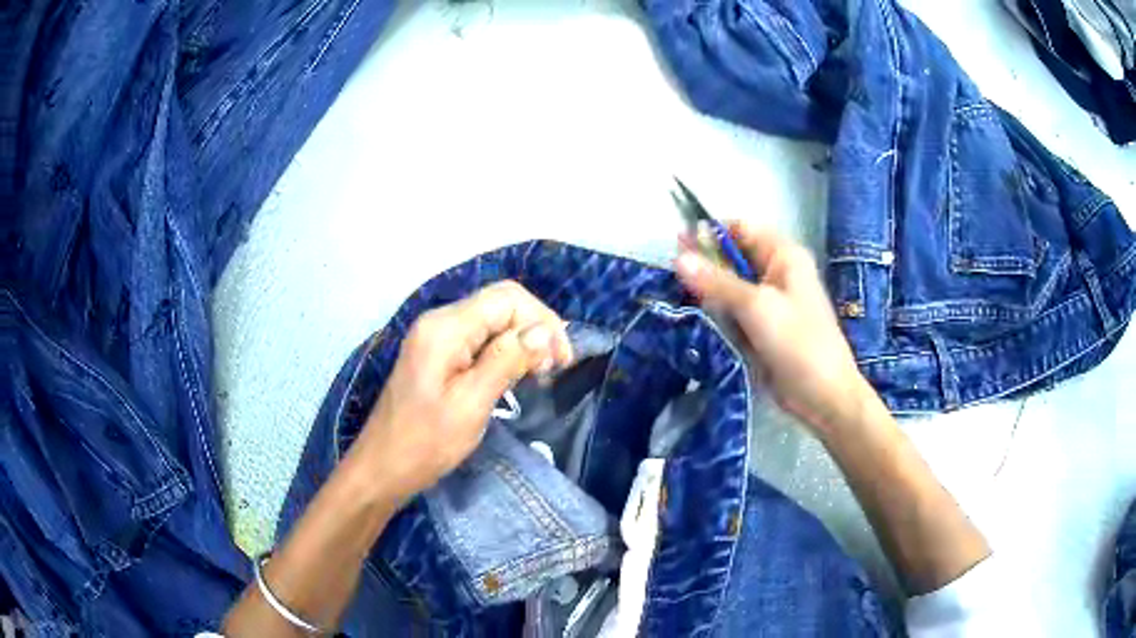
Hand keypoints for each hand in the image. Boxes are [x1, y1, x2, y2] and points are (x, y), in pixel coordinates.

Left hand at [353, 281, 572, 500]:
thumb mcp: (471, 404)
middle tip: (553, 369)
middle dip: (534, 329)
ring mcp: (435, 336)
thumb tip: (543, 331)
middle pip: (500, 304)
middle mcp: (439, 321)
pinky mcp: (436, 353)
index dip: (542, 321)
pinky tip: (515, 374)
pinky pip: (478, 338)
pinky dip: (503, 351)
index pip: (506, 298)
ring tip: (539, 374)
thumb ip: (506, 361)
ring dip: (521, 341)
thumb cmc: (426, 442)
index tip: (561, 361)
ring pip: (491, 320)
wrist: (383, 467)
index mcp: (445, 328)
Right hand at [674, 222, 871, 436]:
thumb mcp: (756, 307)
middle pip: (733, 257)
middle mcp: (776, 273)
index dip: (710, 232)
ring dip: (707, 292)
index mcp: (783, 256)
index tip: (677, 245)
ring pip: (729, 287)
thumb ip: (717, 281)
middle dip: (705, 264)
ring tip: (678, 299)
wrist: (822, 396)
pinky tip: (695, 319)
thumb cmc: (798, 343)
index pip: (741, 228)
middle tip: (671, 277)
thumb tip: (678, 258)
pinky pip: (733, 312)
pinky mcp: (761, 329)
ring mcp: (769, 303)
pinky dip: (716, 314)